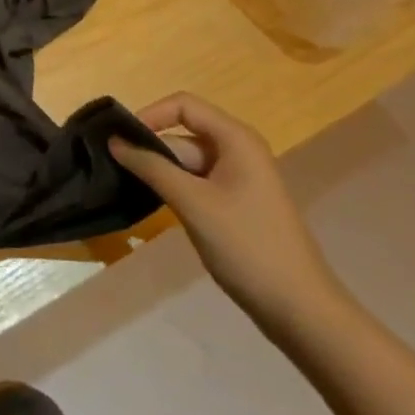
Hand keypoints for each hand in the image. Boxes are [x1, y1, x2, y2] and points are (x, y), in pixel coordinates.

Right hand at [109, 92, 343, 331]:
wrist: (300, 309)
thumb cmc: (247, 245)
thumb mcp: (193, 203)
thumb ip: (151, 167)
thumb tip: (114, 141)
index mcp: (236, 139)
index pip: (183, 105)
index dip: (150, 115)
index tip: (121, 140)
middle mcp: (239, 150)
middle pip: (184, 133)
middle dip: (152, 148)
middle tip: (117, 169)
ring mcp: (239, 178)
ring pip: (188, 161)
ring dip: (162, 171)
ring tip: (129, 186)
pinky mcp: (236, 203)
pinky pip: (198, 182)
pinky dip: (176, 189)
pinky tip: (157, 205)